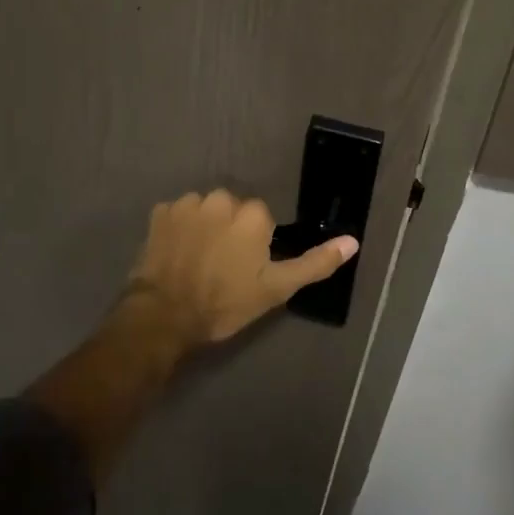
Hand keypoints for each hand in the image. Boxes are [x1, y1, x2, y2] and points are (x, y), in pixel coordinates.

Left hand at [125, 189, 358, 347]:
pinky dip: (179, 228)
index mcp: (252, 214)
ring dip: (205, 226)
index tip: (245, 268)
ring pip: (205, 209)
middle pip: (233, 209)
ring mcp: (187, 203)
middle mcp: (220, 198)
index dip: (255, 244)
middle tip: (222, 265)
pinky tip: (177, 253)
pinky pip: (178, 214)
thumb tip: (353, 241)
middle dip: (230, 230)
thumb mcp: (276, 288)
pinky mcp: (160, 212)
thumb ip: (315, 263)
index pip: (261, 218)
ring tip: (197, 260)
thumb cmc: (225, 302)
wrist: (164, 315)